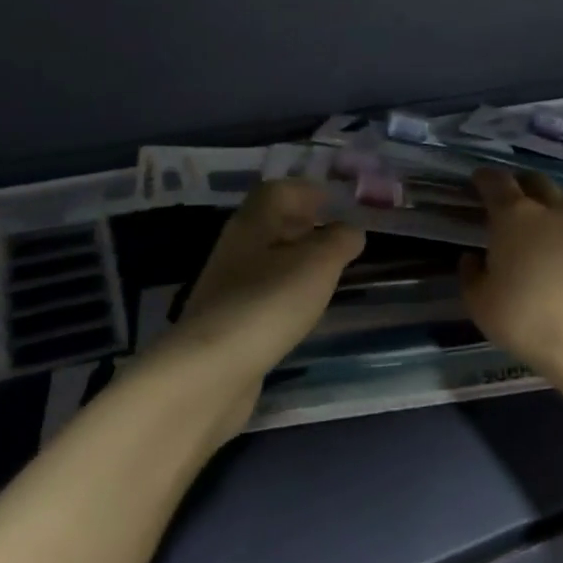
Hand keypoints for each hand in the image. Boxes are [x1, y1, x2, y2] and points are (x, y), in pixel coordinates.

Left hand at [168, 180, 364, 383]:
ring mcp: (227, 287)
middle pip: (270, 224)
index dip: (307, 191)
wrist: (211, 371)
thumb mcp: (318, 264)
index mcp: (253, 223)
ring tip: (327, 272)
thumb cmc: (268, 302)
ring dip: (295, 259)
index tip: (336, 203)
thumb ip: (339, 241)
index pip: (277, 191)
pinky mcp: (228, 322)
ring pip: (266, 259)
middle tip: (337, 236)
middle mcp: (236, 248)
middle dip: (304, 224)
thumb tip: (351, 230)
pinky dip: (285, 291)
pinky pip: (262, 292)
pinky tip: (302, 309)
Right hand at [458, 168, 562, 386]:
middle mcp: (550, 211)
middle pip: (535, 181)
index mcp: (514, 215)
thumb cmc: (523, 317)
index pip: (496, 181)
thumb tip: (473, 258)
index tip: (476, 181)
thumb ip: (470, 273)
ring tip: (536, 220)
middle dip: (519, 183)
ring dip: (547, 202)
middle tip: (507, 197)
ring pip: (562, 199)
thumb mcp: (479, 301)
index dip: (484, 178)